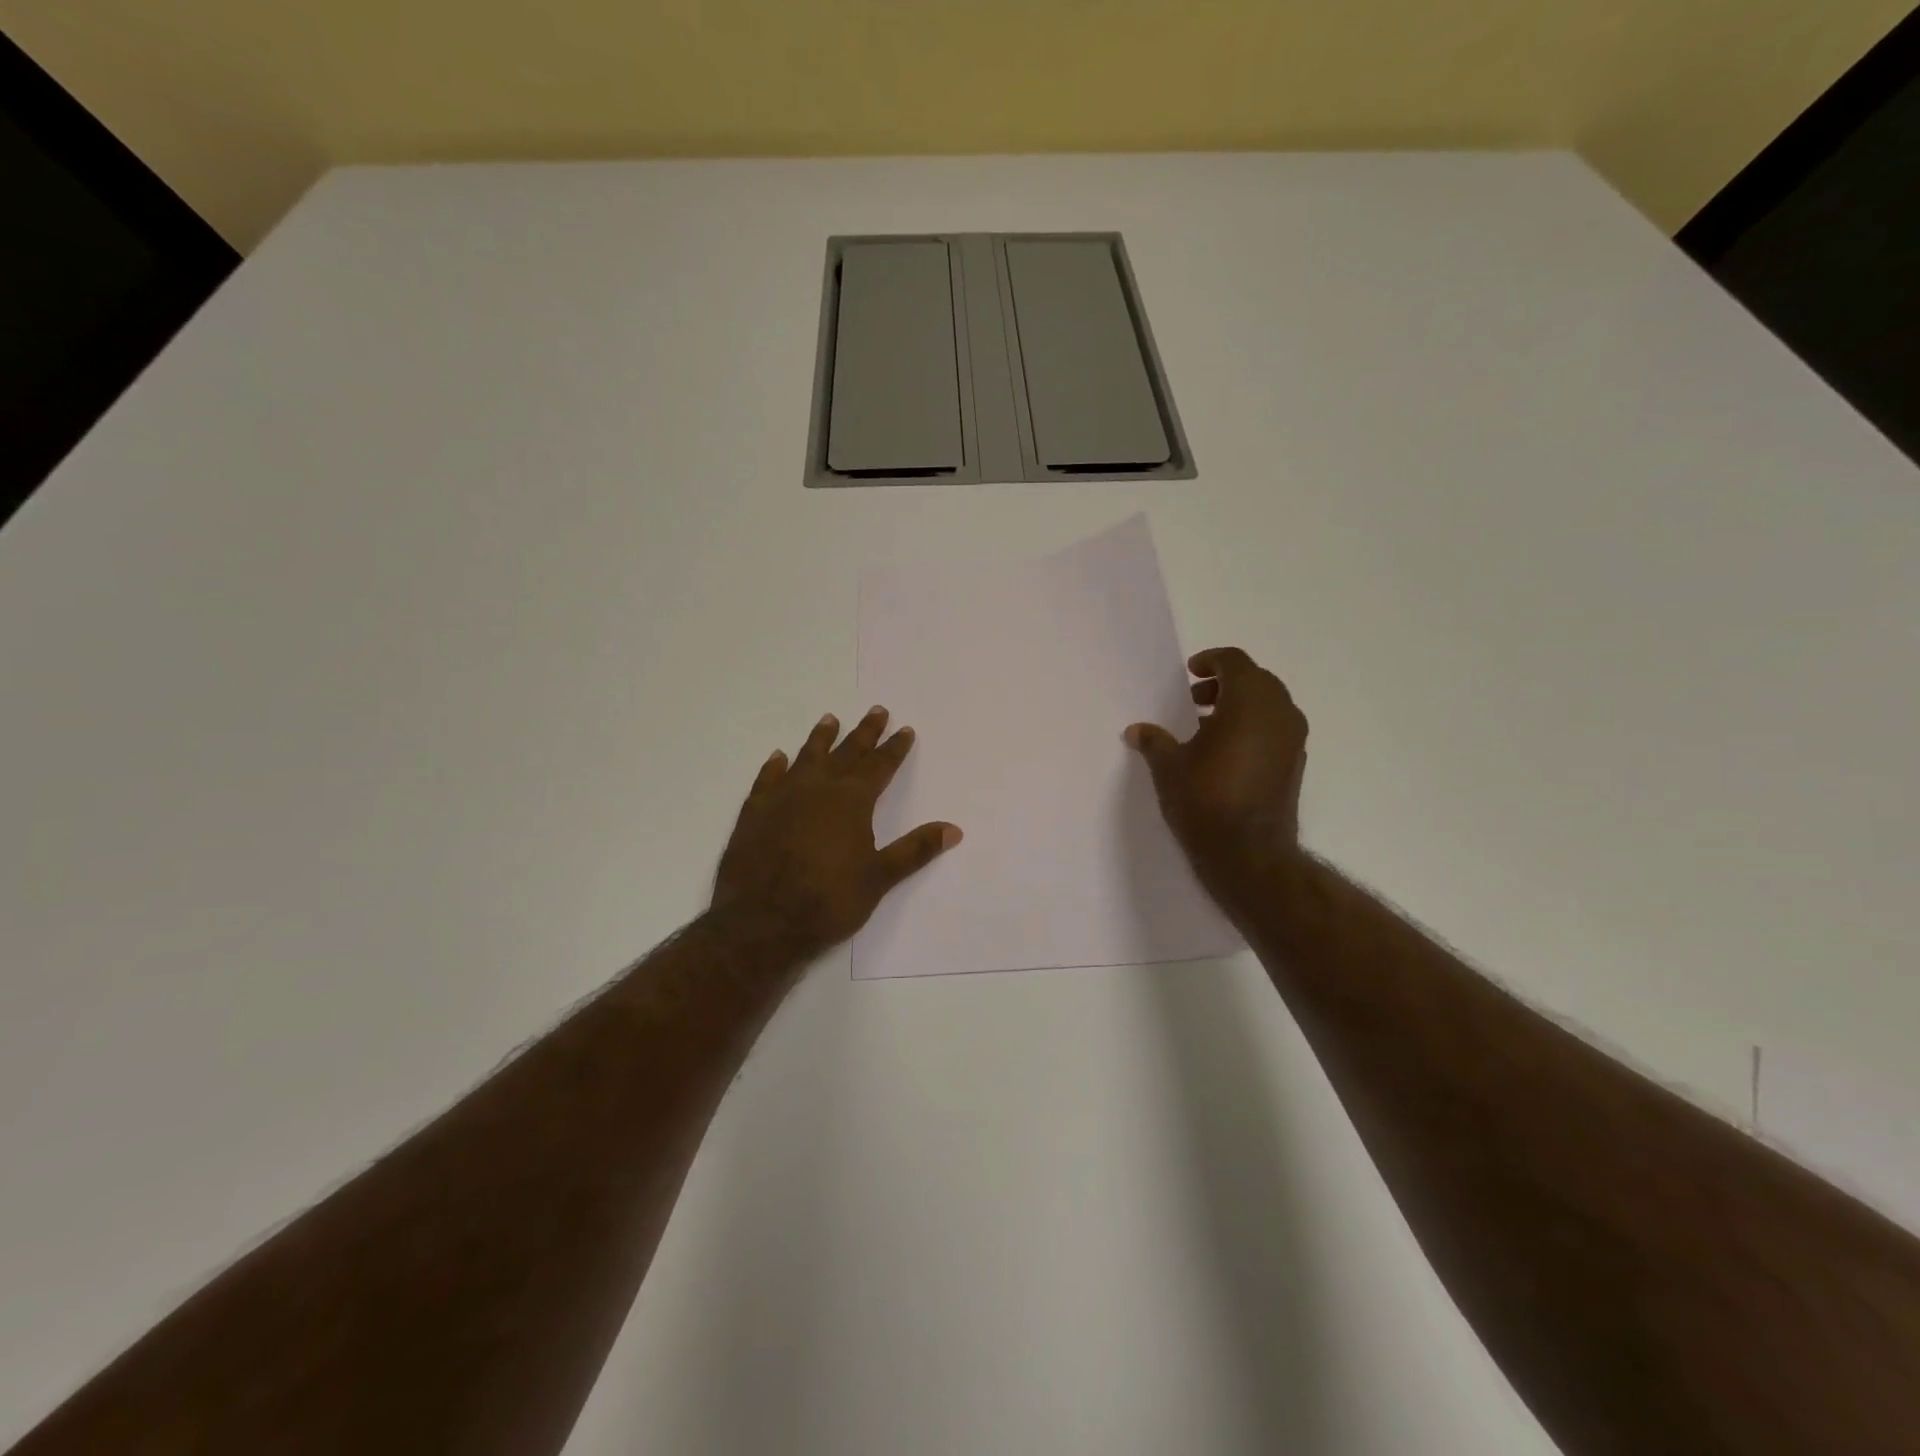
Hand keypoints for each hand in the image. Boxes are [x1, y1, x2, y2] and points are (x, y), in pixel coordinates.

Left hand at [712, 707, 961, 958]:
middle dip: (864, 732)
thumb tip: (954, 829)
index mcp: (851, 801)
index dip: (894, 748)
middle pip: (846, 753)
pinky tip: (778, 757)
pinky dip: (775, 766)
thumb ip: (915, 850)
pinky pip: (767, 779)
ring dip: (821, 738)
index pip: (879, 766)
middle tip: (876, 710)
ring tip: (830, 719)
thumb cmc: (827, 901)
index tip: (905, 729)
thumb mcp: (879, 878)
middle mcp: (818, 789)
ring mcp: (782, 797)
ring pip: (806, 758)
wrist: (761, 922)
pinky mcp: (754, 812)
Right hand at [1125, 647, 1308, 893]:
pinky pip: (1276, 728)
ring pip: (1269, 704)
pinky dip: (1254, 727)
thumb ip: (1154, 741)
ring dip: (1240, 705)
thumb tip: (1136, 731)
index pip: (1234, 661)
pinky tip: (1226, 751)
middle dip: (1225, 683)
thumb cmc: (1205, 799)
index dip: (1210, 661)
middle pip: (1255, 679)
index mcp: (1249, 701)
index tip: (1190, 673)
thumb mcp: (1169, 767)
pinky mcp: (1296, 763)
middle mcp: (1279, 712)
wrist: (1248, 853)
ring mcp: (1293, 739)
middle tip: (1194, 700)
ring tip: (1206, 726)